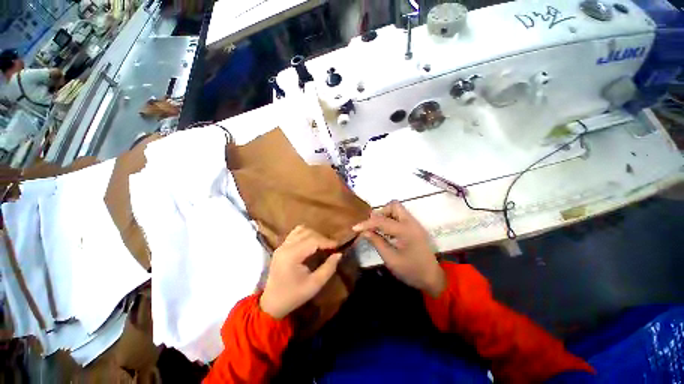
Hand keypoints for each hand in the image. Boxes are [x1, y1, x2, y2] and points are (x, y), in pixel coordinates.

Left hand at [260, 226, 342, 318]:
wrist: (272, 303)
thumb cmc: (294, 295)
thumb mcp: (315, 285)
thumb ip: (329, 268)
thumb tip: (339, 254)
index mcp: (292, 256)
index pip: (313, 240)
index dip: (327, 241)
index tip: (338, 246)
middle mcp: (285, 246)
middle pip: (307, 233)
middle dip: (322, 238)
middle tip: (331, 247)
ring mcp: (282, 245)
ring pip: (301, 230)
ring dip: (314, 234)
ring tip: (322, 244)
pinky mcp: (281, 246)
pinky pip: (295, 233)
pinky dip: (305, 234)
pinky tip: (311, 243)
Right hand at [353, 200, 444, 296]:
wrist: (433, 278)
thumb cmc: (411, 271)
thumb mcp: (391, 259)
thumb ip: (377, 242)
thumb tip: (364, 232)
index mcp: (405, 231)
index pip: (382, 221)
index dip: (367, 223)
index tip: (355, 228)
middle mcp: (411, 222)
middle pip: (393, 206)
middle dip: (380, 213)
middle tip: (373, 226)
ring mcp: (414, 223)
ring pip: (397, 209)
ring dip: (385, 215)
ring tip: (378, 229)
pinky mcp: (414, 227)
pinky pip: (400, 216)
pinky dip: (391, 219)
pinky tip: (386, 231)